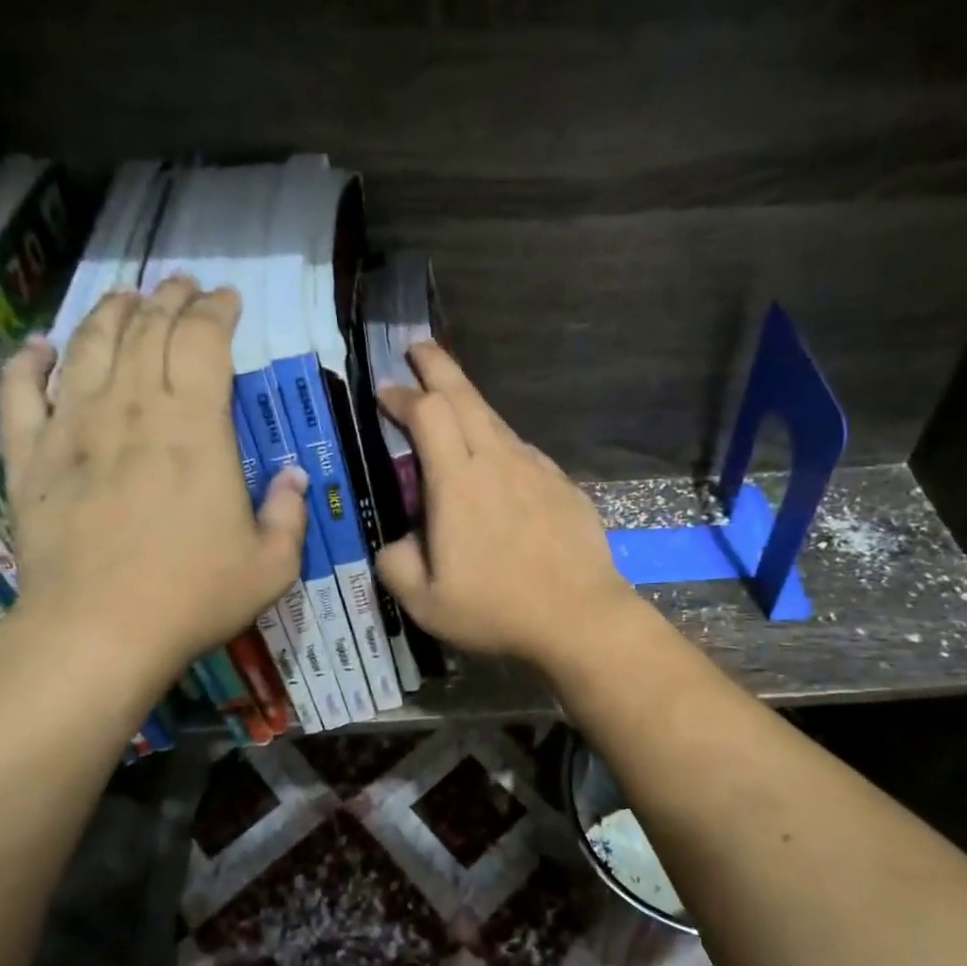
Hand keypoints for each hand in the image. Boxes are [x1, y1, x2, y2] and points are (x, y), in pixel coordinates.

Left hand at [0, 277, 307, 685]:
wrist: (98, 631)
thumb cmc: (194, 596)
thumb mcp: (272, 564)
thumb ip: (289, 513)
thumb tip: (292, 475)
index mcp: (195, 428)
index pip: (203, 340)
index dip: (216, 311)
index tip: (226, 300)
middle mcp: (132, 409)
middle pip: (147, 329)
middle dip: (168, 298)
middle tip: (182, 287)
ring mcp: (73, 427)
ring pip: (88, 344)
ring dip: (110, 312)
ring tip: (125, 298)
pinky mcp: (29, 456)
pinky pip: (19, 391)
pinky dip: (27, 361)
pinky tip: (39, 346)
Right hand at [376, 342, 637, 670]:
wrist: (580, 617)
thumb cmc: (497, 609)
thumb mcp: (425, 602)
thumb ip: (397, 565)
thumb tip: (397, 545)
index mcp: (457, 482)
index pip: (426, 414)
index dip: (402, 395)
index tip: (385, 391)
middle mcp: (498, 461)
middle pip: (465, 396)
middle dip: (438, 366)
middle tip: (419, 348)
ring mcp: (536, 470)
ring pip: (497, 421)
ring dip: (470, 406)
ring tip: (453, 407)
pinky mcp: (563, 486)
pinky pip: (524, 453)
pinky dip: (502, 445)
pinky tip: (500, 468)